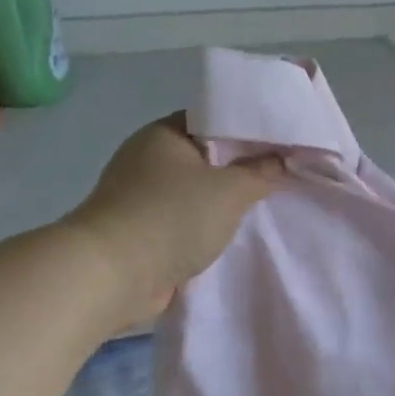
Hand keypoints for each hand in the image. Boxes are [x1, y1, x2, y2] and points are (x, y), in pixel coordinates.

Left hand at [64, 115, 284, 321]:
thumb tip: (279, 160)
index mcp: (163, 134)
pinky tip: (232, 236)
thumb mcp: (230, 190)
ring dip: (221, 203)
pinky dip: (204, 228)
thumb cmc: (173, 217)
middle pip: (205, 158)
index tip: (280, 145)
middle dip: (239, 169)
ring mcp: (140, 197)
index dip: (247, 130)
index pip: (212, 120)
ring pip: (194, 193)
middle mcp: (147, 159)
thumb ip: (260, 173)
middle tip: (280, 177)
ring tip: (263, 207)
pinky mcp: (140, 231)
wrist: (114, 275)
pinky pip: (183, 222)